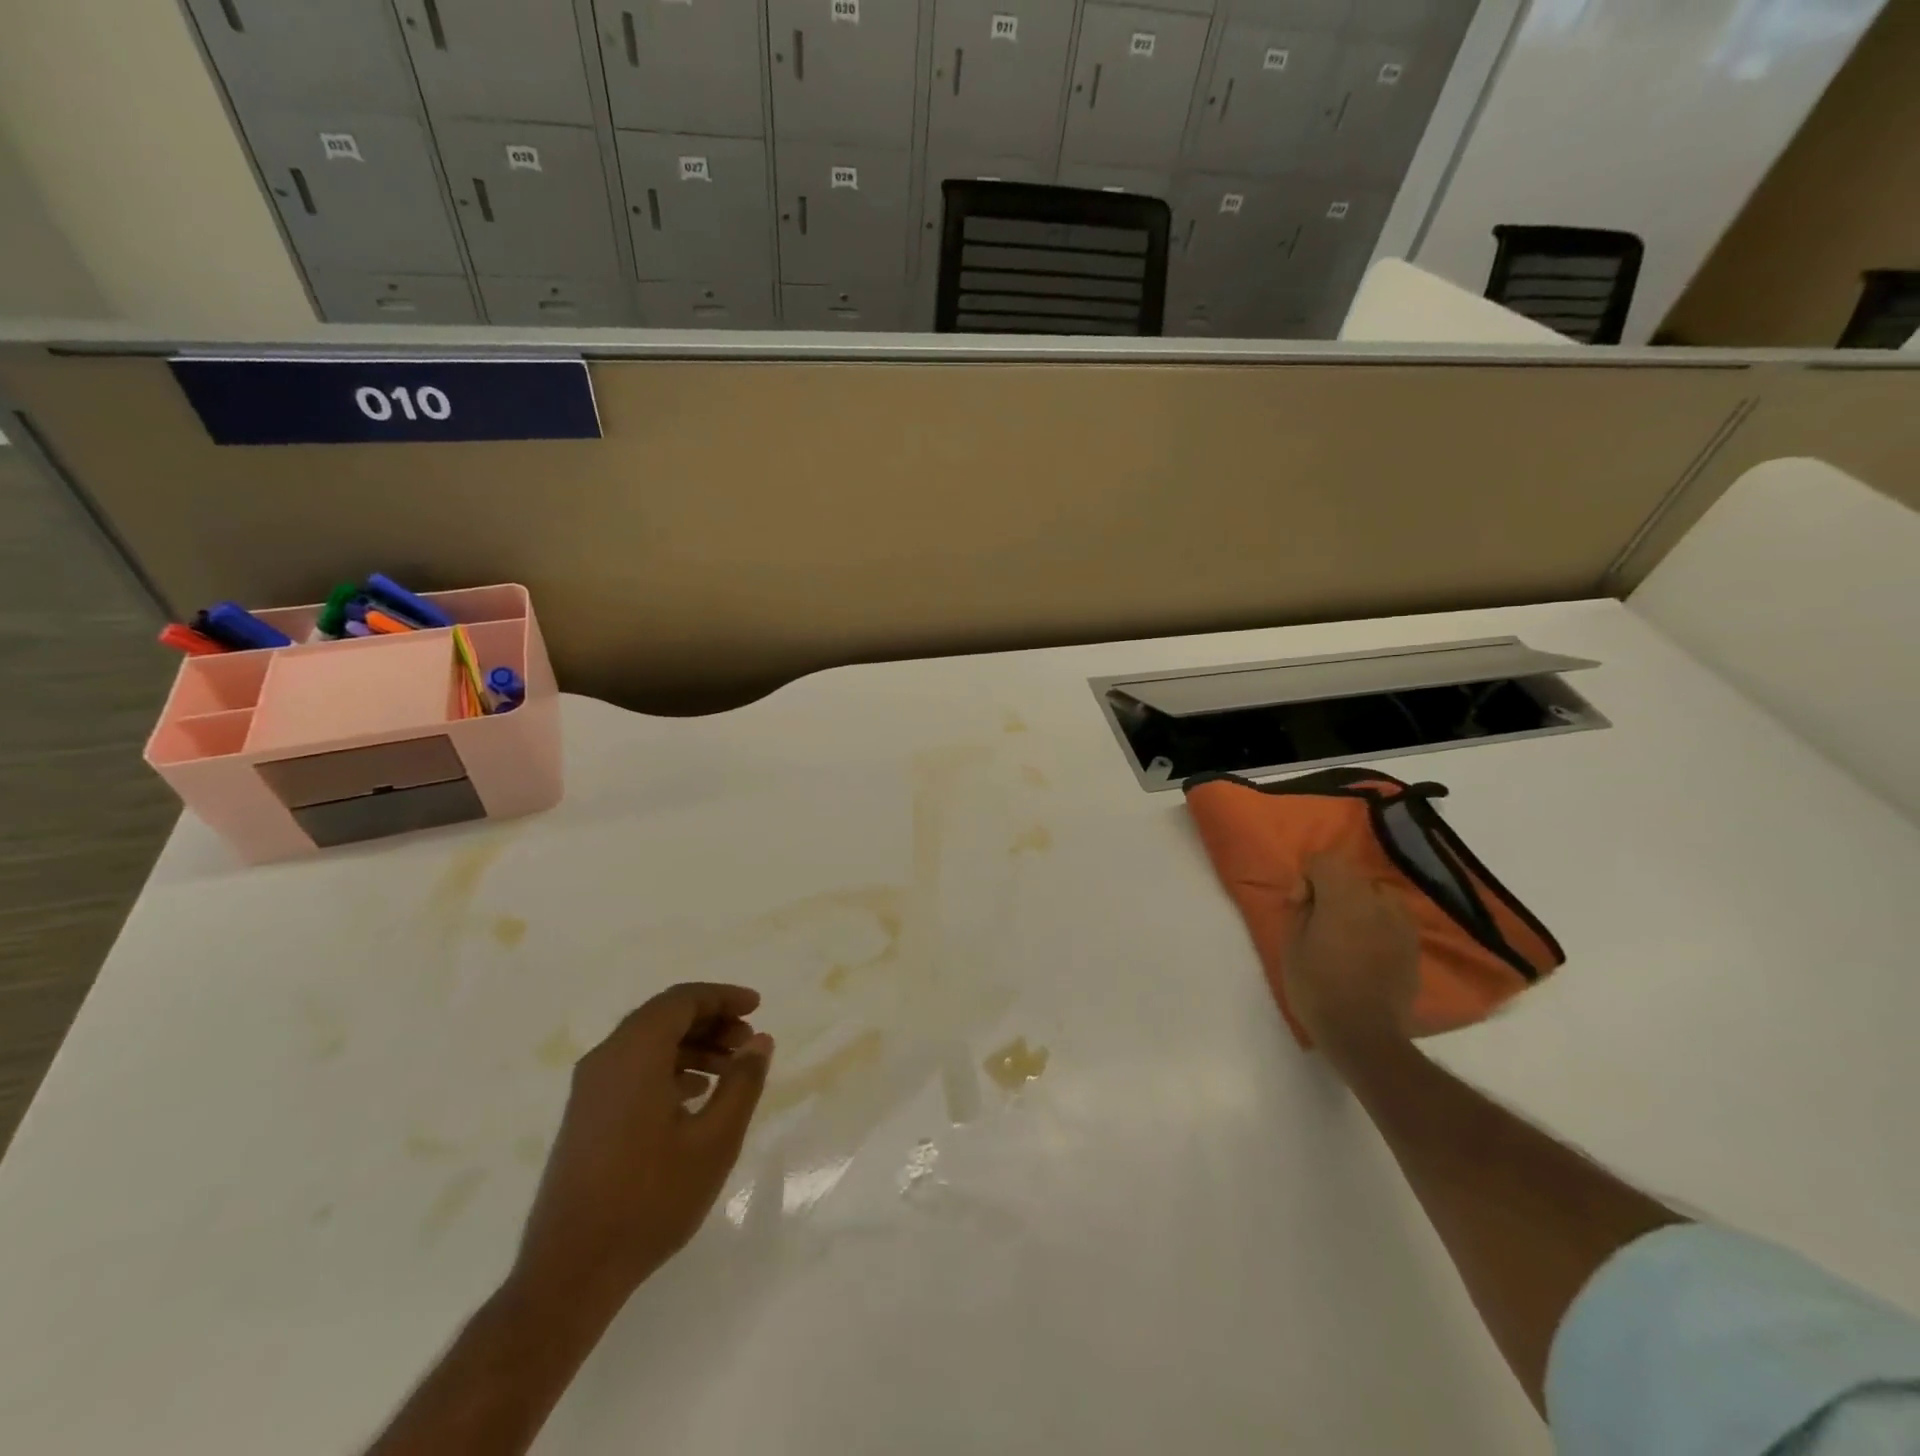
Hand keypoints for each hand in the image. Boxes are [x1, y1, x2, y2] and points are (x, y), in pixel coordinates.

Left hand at [511, 983, 773, 1311]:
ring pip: (648, 1044)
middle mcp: (606, 1060)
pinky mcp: (586, 1117)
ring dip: (692, 1046)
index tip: (757, 1007)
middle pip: (663, 1017)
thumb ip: (742, 1082)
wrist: (570, 1272)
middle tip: (748, 1042)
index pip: (682, 1000)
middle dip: (710, 1021)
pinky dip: (669, 1068)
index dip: (723, 997)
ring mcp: (590, 1090)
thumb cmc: (650, 1199)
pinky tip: (695, 1096)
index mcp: (634, 1054)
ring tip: (729, 1070)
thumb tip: (760, 1040)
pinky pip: (632, 1070)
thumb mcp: (714, 1140)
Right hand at [1283, 853, 1419, 1058]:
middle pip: (1350, 877)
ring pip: (1375, 896)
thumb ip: (1300, 909)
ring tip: (1346, 935)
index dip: (1306, 878)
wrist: (1364, 1034)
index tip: (1299, 906)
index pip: (1324, 861)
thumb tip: (1310, 895)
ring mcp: (1402, 924)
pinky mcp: (1414, 946)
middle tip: (1318, 922)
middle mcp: (1378, 901)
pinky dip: (1377, 925)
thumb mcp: (1292, 944)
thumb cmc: (1317, 987)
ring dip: (1358, 906)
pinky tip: (1366, 951)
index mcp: (1344, 897)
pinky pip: (1392, 920)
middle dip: (1332, 891)